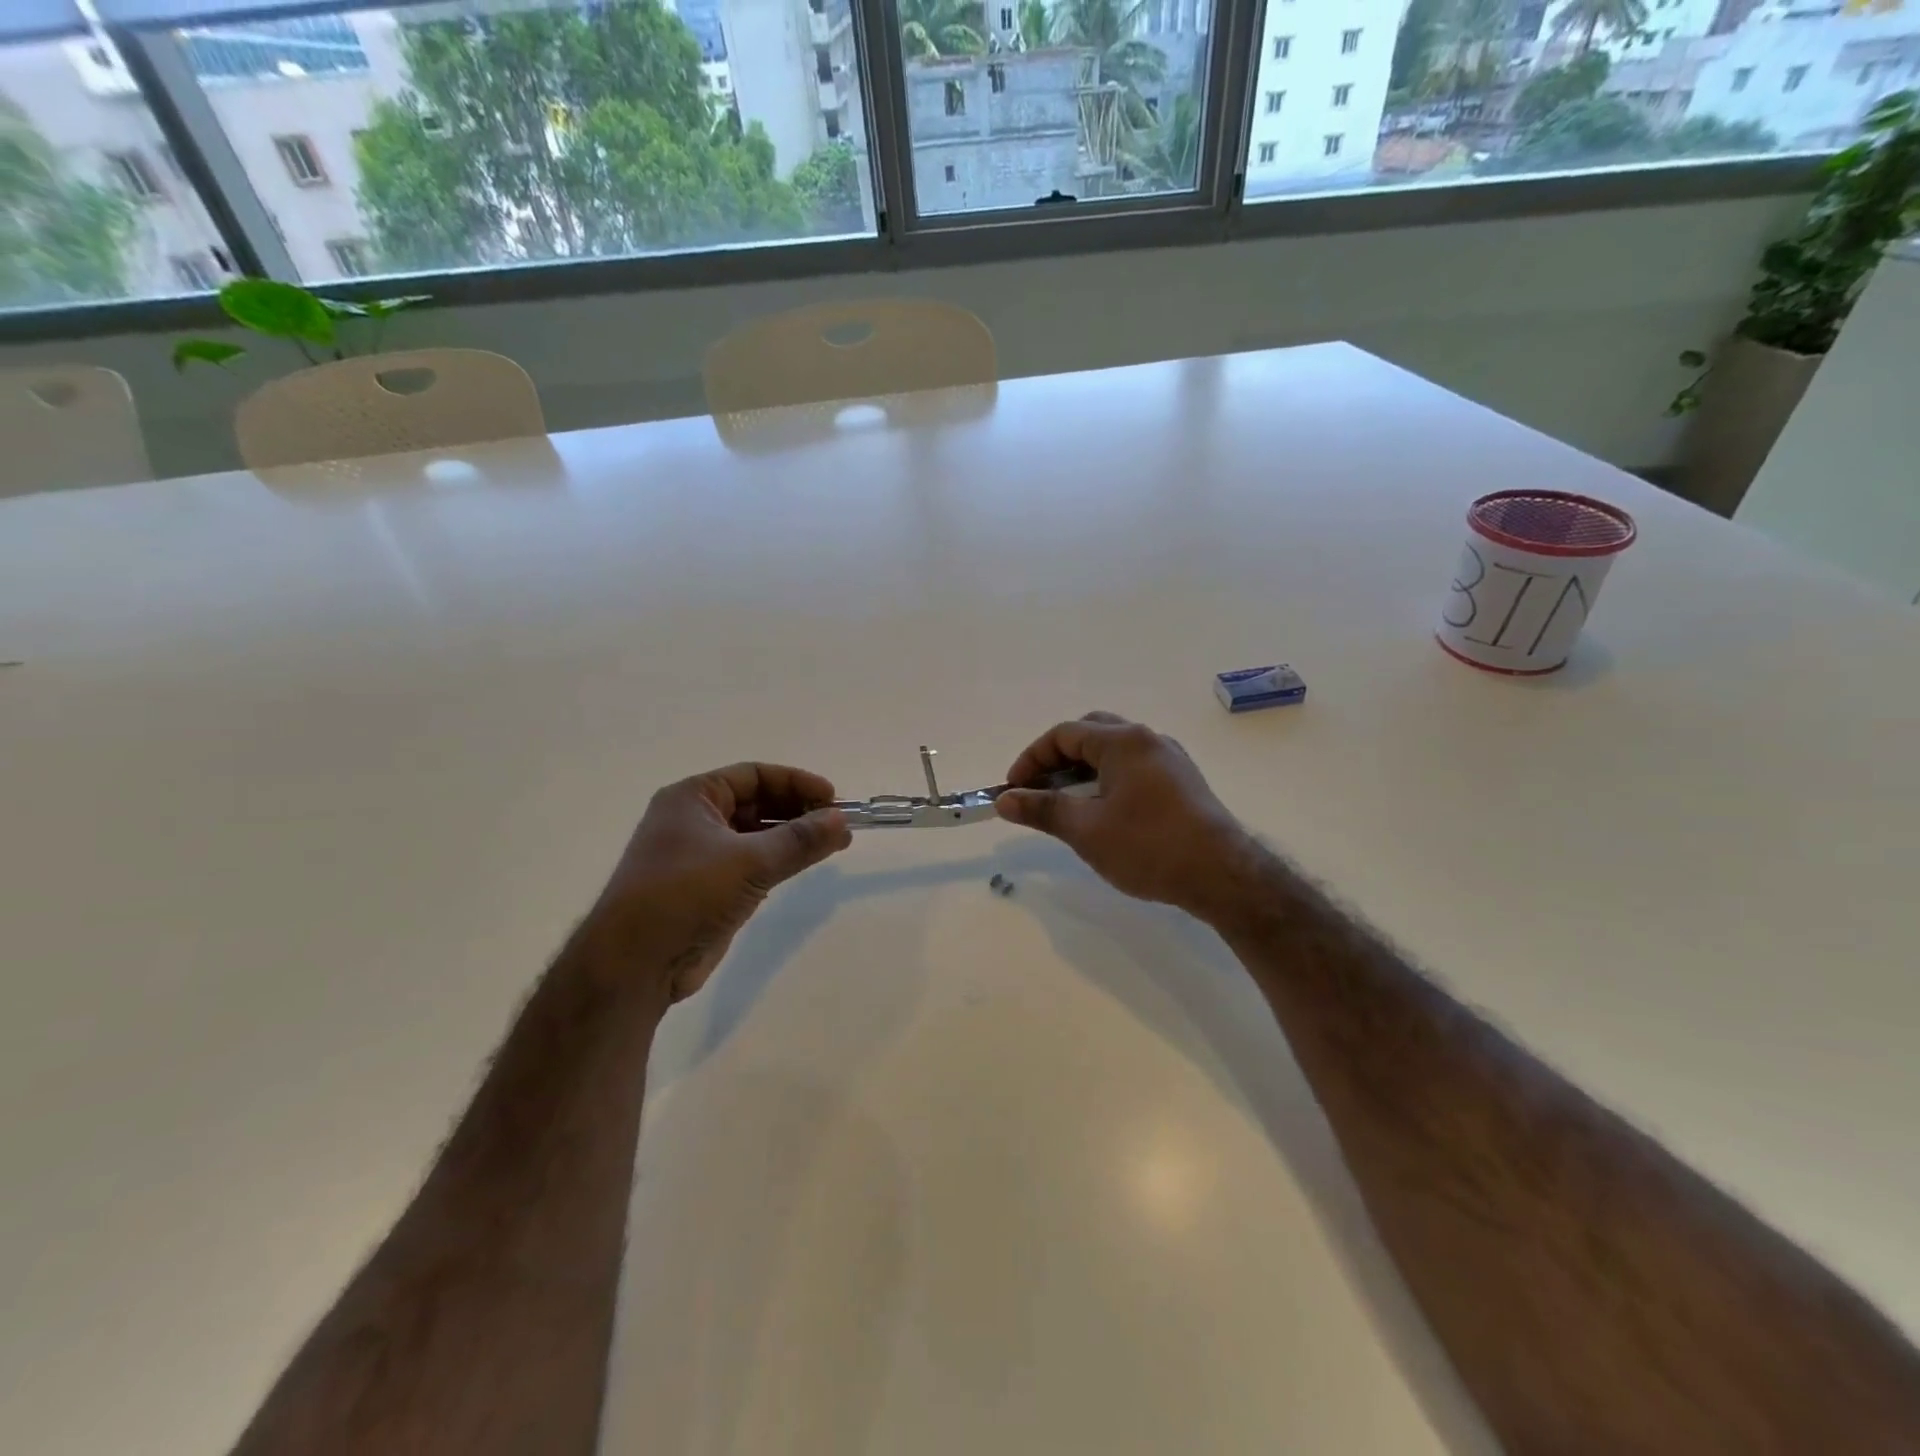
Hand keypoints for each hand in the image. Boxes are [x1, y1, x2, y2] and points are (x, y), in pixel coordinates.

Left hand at [588, 763, 850, 1003]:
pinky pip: (751, 863)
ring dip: (793, 837)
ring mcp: (699, 855)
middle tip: (839, 824)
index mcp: (692, 798)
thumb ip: (800, 839)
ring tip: (835, 843)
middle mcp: (693, 820)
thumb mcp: (749, 862)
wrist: (635, 964)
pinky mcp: (708, 888)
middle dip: (799, 810)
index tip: (833, 798)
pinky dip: (779, 860)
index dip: (796, 782)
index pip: (754, 775)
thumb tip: (841, 819)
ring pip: (756, 835)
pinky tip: (806, 864)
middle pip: (756, 803)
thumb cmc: (685, 895)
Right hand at [996, 712, 1250, 918]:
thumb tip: (1006, 800)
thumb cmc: (1148, 846)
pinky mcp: (1183, 781)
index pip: (1064, 734)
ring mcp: (1170, 759)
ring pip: (1114, 751)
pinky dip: (1108, 780)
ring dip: (1083, 770)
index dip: (1032, 759)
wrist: (1222, 875)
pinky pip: (1134, 768)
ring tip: (1067, 805)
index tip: (1013, 790)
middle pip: (1090, 733)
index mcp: (1123, 741)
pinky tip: (1104, 812)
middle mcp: (1148, 739)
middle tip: (1039, 790)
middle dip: (1057, 759)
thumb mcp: (1086, 830)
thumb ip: (1042, 809)